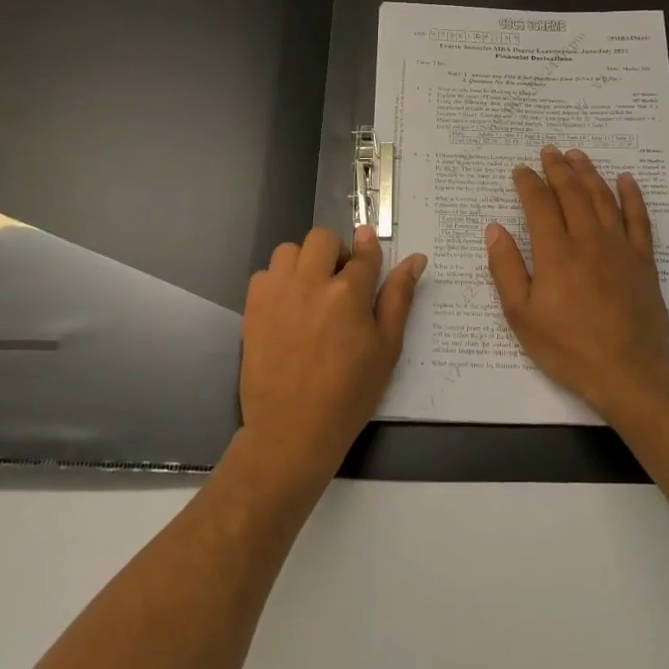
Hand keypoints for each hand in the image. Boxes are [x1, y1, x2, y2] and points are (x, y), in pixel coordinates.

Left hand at [238, 226, 426, 478]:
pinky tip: (288, 306)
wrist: (293, 430)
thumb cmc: (350, 394)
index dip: (369, 249)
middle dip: (336, 252)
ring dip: (304, 261)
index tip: (369, 248)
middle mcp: (310, 283)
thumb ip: (399, 297)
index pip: (364, 253)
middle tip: (341, 281)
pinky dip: (278, 281)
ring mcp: (277, 293)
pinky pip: (264, 273)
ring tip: (312, 291)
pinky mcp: (253, 307)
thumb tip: (415, 259)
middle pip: (323, 238)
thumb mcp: (386, 348)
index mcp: (348, 293)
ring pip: (290, 250)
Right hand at [486, 147, 668, 419]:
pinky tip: (626, 180)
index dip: (528, 183)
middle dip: (558, 169)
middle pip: (572, 193)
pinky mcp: (643, 260)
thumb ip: (507, 268)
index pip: (539, 205)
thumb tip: (495, 229)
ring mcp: (620, 248)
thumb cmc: (567, 347)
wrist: (628, 372)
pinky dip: (632, 196)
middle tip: (549, 151)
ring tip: (578, 155)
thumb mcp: (522, 315)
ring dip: (589, 173)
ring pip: (603, 198)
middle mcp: (588, 240)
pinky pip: (639, 219)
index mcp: (555, 253)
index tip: (520, 170)